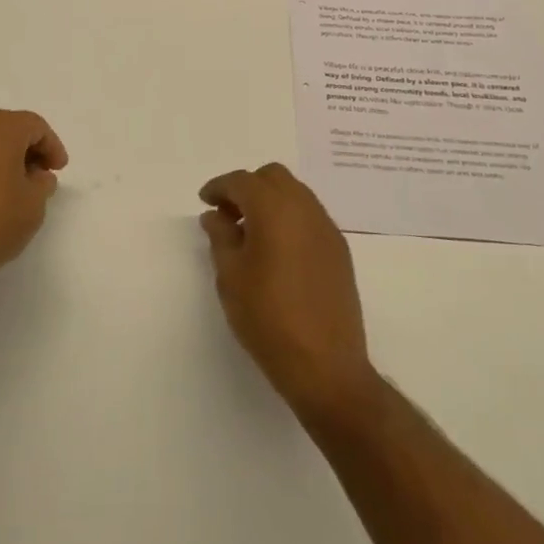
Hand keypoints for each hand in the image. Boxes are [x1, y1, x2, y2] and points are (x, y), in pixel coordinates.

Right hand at [199, 164, 376, 421]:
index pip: (242, 181)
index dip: (219, 187)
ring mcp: (326, 227)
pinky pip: (310, 215)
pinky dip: (289, 217)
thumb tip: (216, 215)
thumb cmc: (268, 318)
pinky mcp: (339, 249)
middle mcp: (304, 208)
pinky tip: (277, 248)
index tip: (205, 201)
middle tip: (228, 214)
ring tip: (250, 232)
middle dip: (247, 187)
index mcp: (274, 209)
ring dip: (270, 200)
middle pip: (272, 177)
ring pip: (295, 192)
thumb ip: (221, 237)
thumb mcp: (231, 276)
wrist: (325, 366)